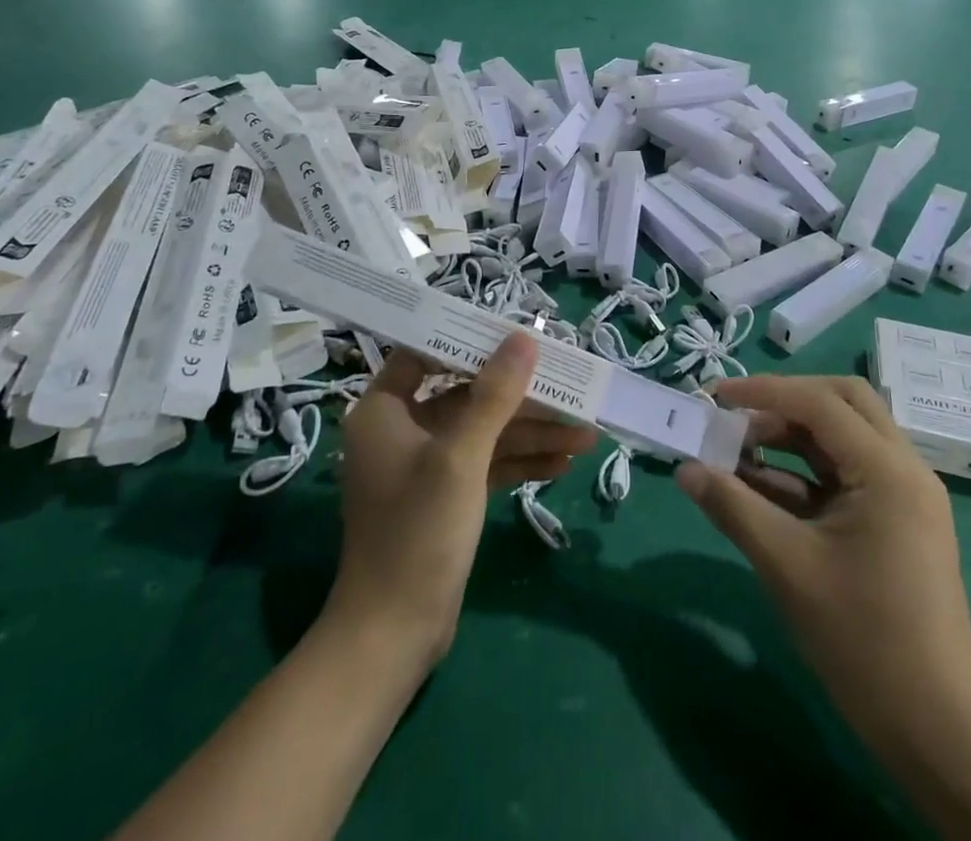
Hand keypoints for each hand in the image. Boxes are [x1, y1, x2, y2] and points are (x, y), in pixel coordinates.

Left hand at [329, 333, 595, 667]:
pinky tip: (563, 461)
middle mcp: (402, 429)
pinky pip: (486, 463)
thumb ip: (494, 395)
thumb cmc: (417, 532)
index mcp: (384, 410)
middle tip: (569, 386)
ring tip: (586, 432)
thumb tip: (523, 338)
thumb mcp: (461, 457)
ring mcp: (425, 465)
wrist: (394, 635)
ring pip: (483, 431)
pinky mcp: (445, 495)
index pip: (425, 353)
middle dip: (520, 397)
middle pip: (466, 394)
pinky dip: (520, 461)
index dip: (468, 341)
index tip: (514, 335)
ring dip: (531, 432)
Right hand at [675, 375, 970, 756]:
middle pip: (843, 403)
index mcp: (887, 470)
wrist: (936, 732)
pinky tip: (762, 489)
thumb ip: (732, 506)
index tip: (715, 395)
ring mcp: (904, 497)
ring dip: (792, 437)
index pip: (820, 403)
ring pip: (844, 438)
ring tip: (738, 454)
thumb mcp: (786, 565)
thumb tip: (685, 469)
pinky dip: (805, 473)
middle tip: (738, 418)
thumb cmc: (862, 639)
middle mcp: (904, 470)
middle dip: (785, 402)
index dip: (763, 391)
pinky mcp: (897, 523)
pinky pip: (846, 476)